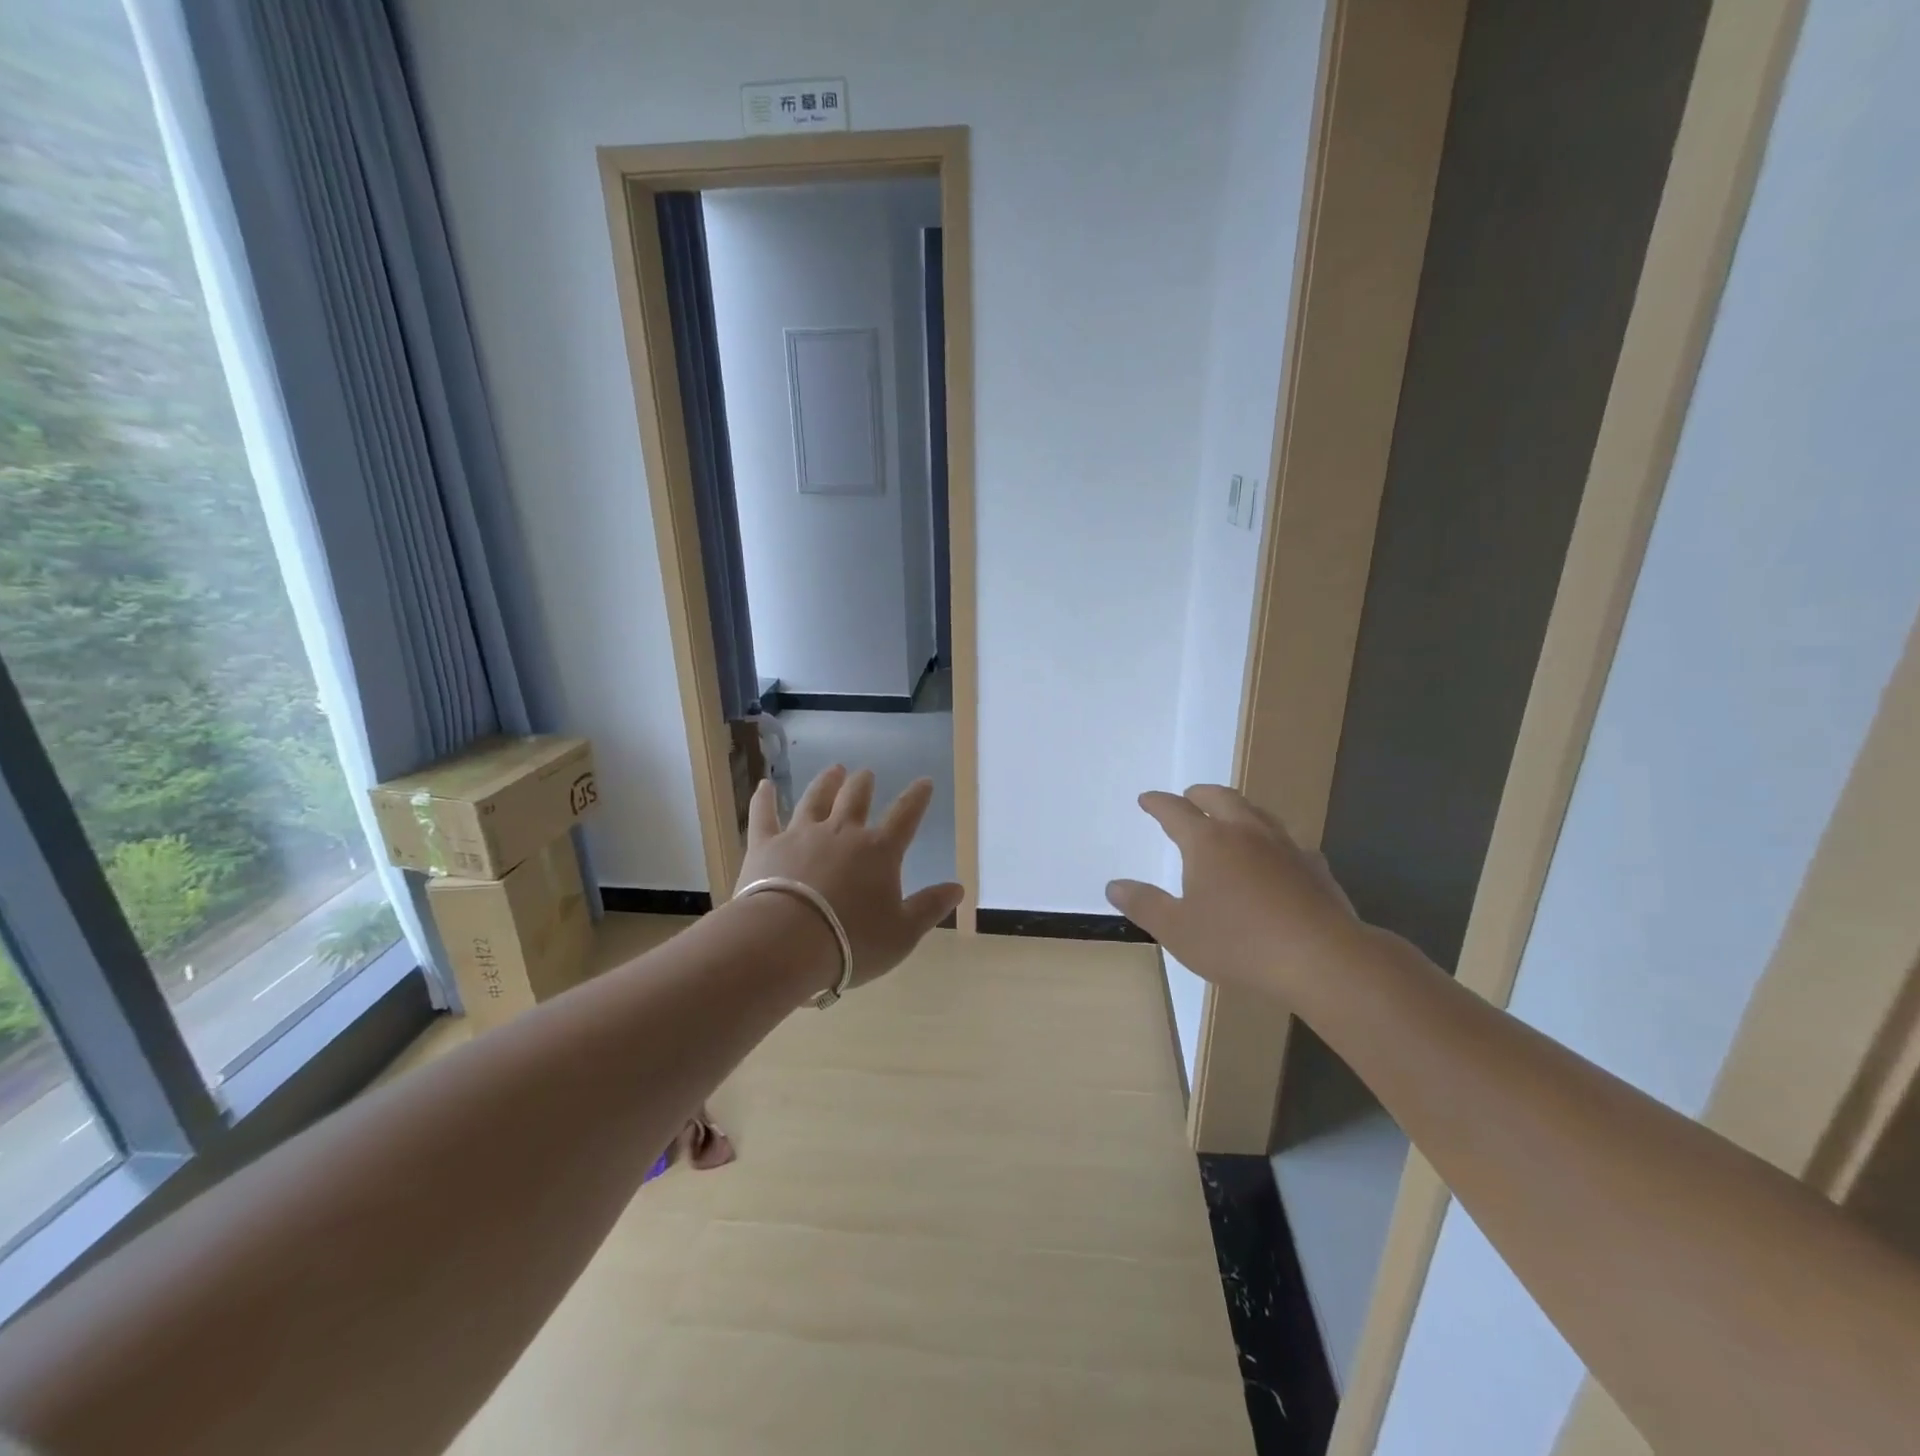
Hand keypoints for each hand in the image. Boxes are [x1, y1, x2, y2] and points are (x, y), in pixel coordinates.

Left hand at [738, 765, 963, 989]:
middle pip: (856, 799)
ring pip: (816, 799)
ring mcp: (801, 835)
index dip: (917, 798)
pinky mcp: (765, 845)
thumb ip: (930, 907)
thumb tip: (958, 887)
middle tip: (866, 773)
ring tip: (833, 769)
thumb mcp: (902, 933)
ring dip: (826, 782)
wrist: (786, 942)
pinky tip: (764, 785)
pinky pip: (764, 815)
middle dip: (864, 783)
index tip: (924, 782)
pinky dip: (764, 799)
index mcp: (879, 852)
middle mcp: (842, 833)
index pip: (905, 817)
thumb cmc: (851, 942)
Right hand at [1105, 784, 1364, 1001]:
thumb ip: (1144, 904)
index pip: (1176, 811)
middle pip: (1220, 798)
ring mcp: (1285, 846)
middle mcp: (1246, 833)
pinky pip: (1288, 841)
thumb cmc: (1239, 943)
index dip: (1158, 803)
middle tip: (1189, 798)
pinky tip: (1276, 857)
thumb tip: (1114, 885)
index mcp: (1208, 842)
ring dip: (1237, 809)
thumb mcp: (1177, 930)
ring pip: (1257, 813)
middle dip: (1200, 795)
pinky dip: (1272, 840)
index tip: (1147, 799)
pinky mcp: (1315, 867)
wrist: (1322, 959)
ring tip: (1230, 818)